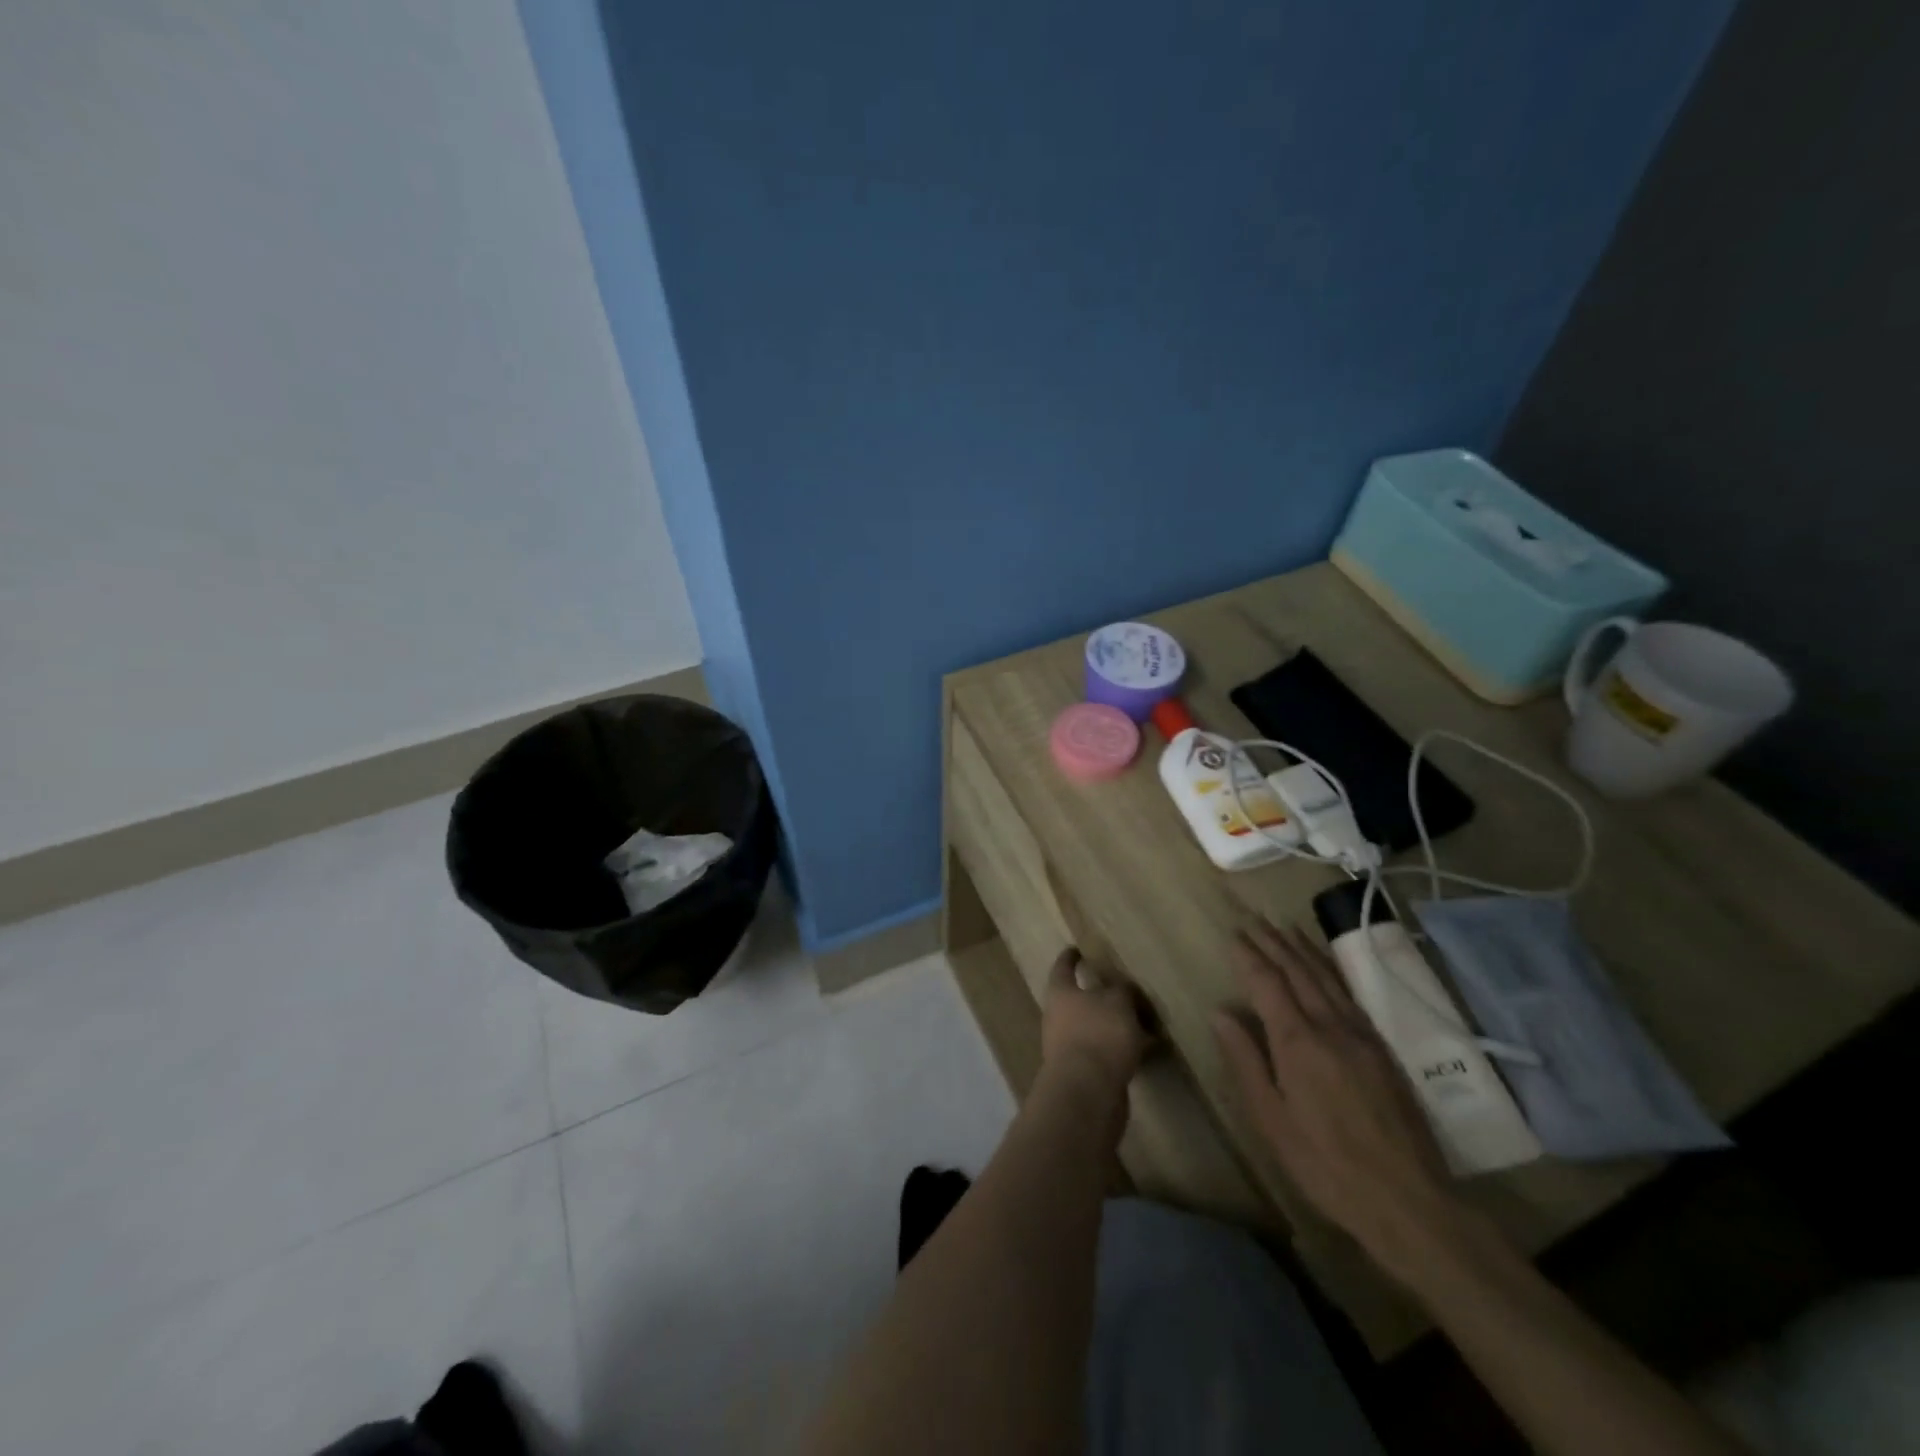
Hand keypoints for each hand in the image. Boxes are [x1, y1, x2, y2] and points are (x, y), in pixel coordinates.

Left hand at [1040, 947, 1153, 1100]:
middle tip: (1123, 988)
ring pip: (1095, 1028)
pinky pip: (1106, 1053)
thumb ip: (1121, 990)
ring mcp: (1070, 1048)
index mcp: (1061, 994)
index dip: (1069, 958)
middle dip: (1098, 994)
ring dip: (1114, 1024)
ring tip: (1144, 1019)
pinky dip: (1123, 1048)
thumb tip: (1122, 990)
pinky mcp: (1085, 1074)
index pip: (1062, 968)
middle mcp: (1059, 1018)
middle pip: (1078, 1000)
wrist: (1087, 1094)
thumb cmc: (1098, 1035)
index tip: (1076, 949)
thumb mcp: (1117, 1002)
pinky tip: (1147, 1048)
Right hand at [1212, 921, 1463, 1277]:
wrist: (1410, 1202)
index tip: (1234, 933)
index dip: (1249, 956)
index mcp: (1298, 1042)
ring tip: (1285, 929)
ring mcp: (1362, 1035)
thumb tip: (1221, 1012)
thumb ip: (1245, 1061)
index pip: (1267, 983)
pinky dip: (1331, 972)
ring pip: (1327, 978)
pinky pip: (1350, 995)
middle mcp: (1330, 1027)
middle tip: (1254, 919)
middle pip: (1298, 972)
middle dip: (1273, 943)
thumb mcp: (1271, 1120)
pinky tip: (1325, 969)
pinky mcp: (1383, 1050)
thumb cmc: (1326, 1164)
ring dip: (1303, 950)